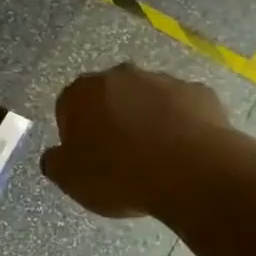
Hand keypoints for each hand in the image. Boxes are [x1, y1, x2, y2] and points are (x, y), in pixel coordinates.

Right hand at [41, 63, 235, 218]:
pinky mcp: (200, 92)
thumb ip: (55, 162)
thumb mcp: (71, 180)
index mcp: (82, 92)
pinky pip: (183, 108)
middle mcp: (120, 75)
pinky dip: (180, 124)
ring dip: (147, 119)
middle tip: (119, 156)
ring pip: (148, 99)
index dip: (75, 133)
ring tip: (156, 158)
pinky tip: (184, 152)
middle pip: (109, 97)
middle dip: (112, 119)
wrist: (191, 173)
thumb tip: (55, 156)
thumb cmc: (119, 174)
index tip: (86, 158)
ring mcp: (163, 80)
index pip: (68, 106)